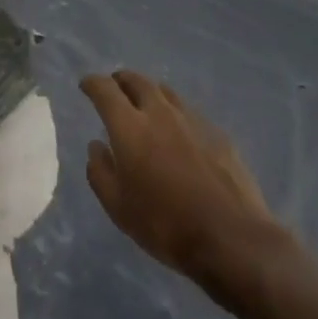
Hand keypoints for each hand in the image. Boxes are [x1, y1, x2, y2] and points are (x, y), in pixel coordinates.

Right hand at [81, 70, 289, 290]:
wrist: (232, 238)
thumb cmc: (166, 225)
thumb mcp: (119, 208)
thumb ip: (100, 173)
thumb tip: (96, 146)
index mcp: (130, 127)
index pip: (105, 90)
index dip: (92, 83)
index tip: (86, 85)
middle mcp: (160, 113)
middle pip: (137, 81)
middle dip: (121, 80)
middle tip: (115, 87)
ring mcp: (192, 120)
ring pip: (165, 92)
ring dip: (149, 92)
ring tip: (145, 103)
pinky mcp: (218, 134)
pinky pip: (189, 112)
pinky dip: (175, 113)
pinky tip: (179, 132)